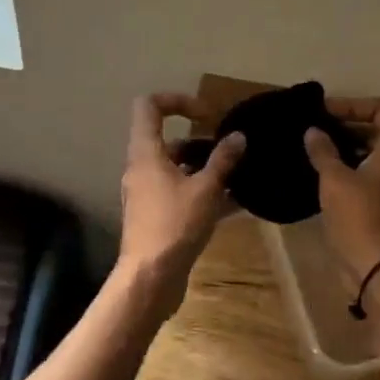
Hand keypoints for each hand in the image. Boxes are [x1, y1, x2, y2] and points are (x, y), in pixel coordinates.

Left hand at [119, 93, 244, 312]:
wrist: (150, 279)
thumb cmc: (175, 225)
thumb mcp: (206, 189)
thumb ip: (223, 160)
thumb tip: (238, 136)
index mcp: (146, 153)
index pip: (149, 107)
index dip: (177, 100)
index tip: (206, 114)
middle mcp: (141, 169)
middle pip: (167, 141)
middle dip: (200, 142)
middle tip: (229, 150)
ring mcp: (146, 194)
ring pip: (176, 169)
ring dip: (204, 168)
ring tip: (238, 175)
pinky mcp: (154, 217)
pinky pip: (179, 193)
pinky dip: (202, 192)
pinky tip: (234, 204)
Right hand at [304, 97, 379, 284]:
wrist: (377, 267)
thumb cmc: (359, 216)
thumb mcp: (335, 179)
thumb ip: (323, 151)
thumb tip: (313, 131)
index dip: (356, 104)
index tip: (328, 112)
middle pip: (379, 128)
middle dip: (349, 122)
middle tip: (318, 126)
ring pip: (372, 151)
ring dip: (347, 144)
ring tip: (316, 146)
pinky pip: (367, 171)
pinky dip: (348, 164)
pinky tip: (322, 170)